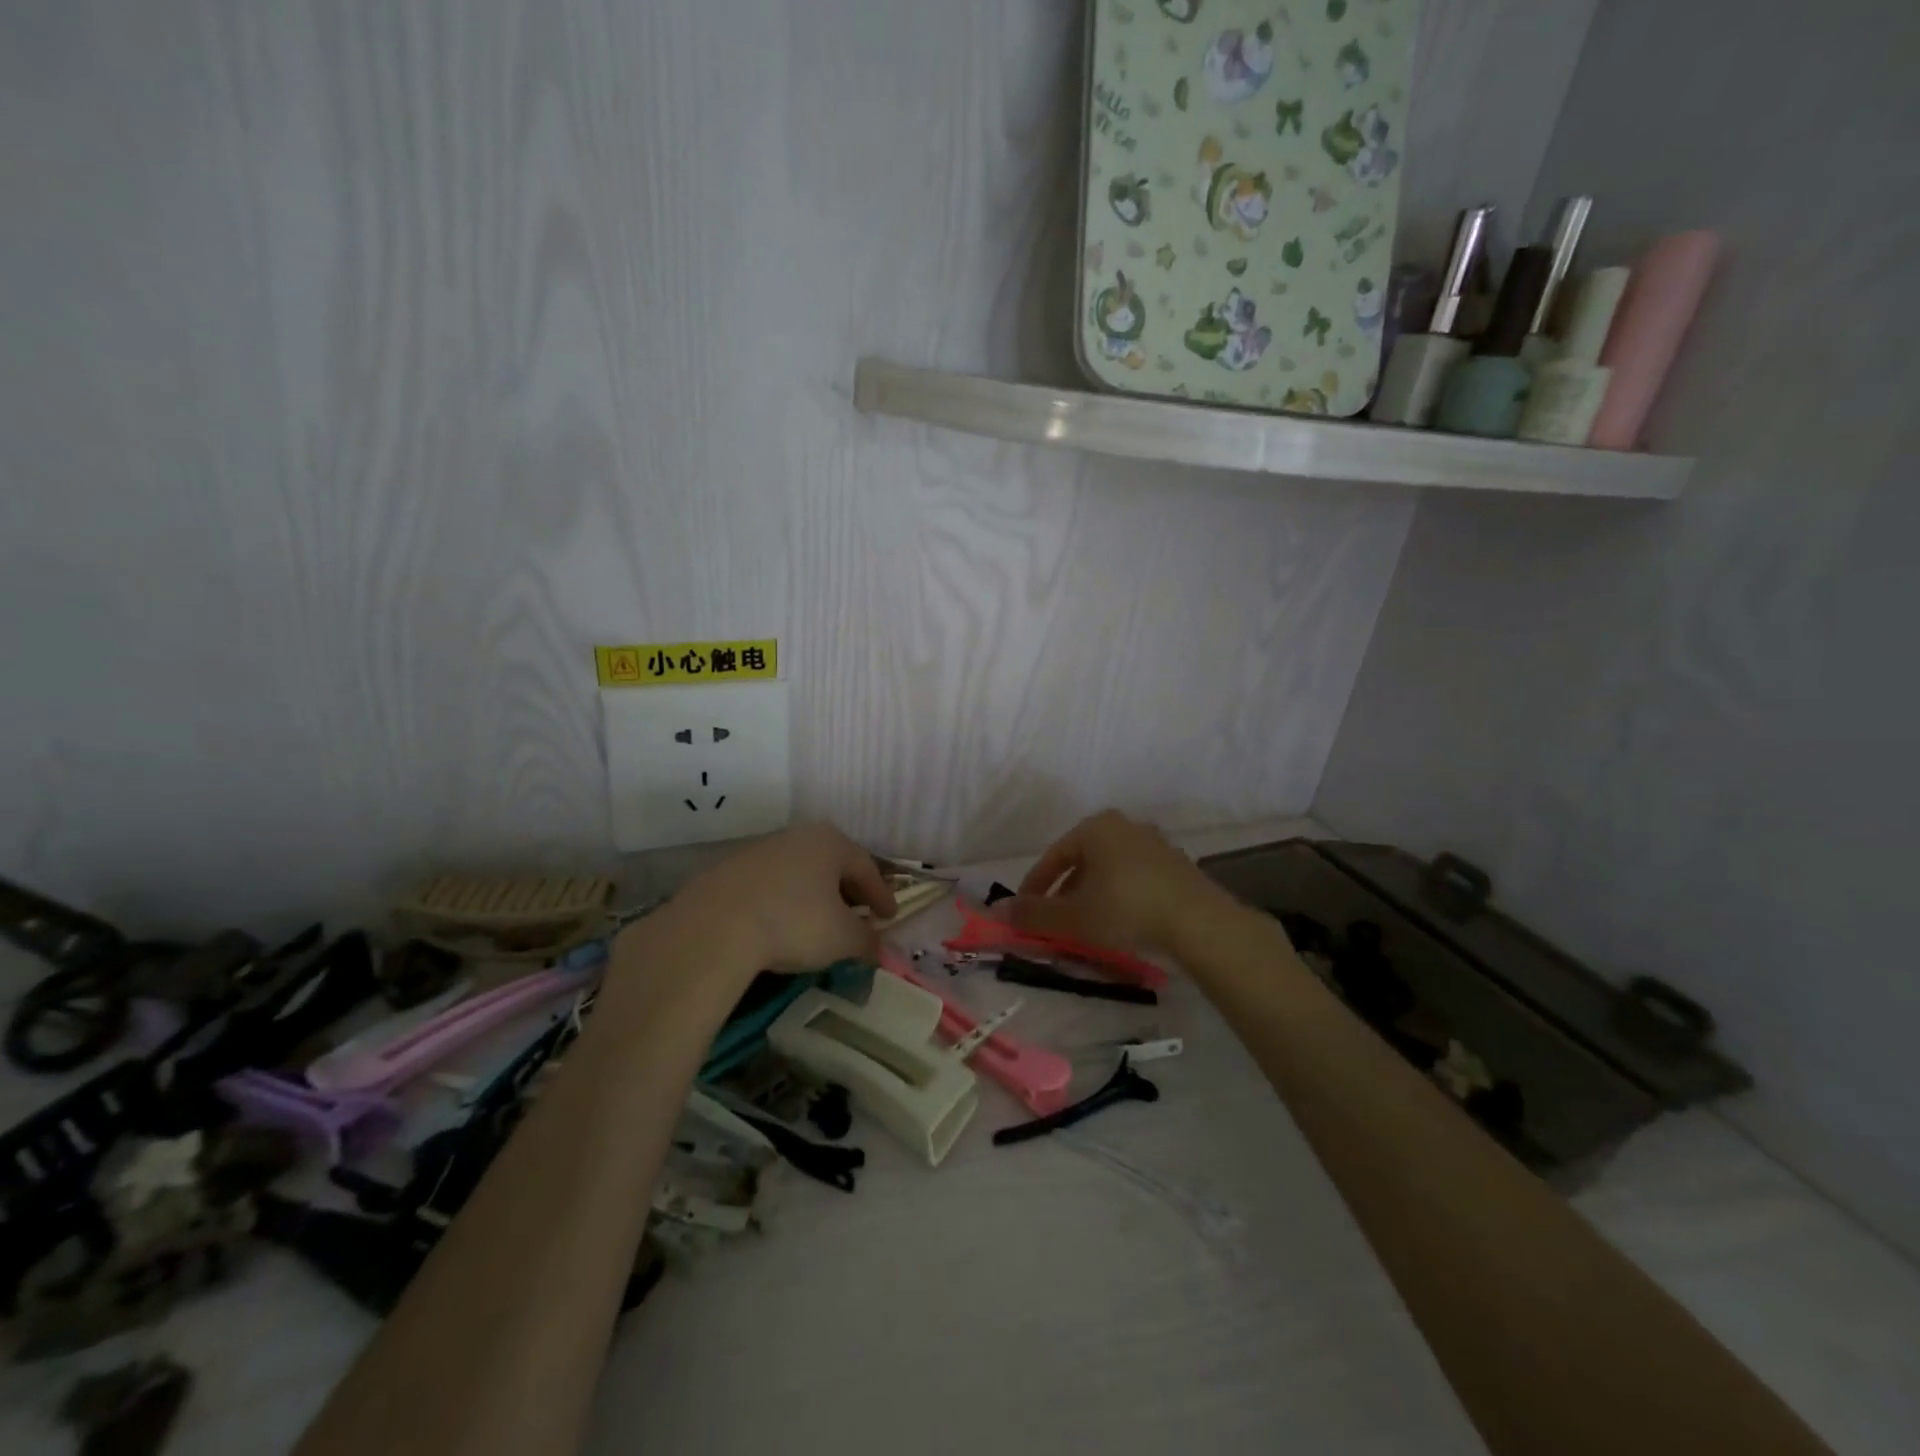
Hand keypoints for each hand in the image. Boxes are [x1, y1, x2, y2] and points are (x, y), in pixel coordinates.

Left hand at [662, 823, 896, 974]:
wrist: (715, 927)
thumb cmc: (794, 923)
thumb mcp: (842, 938)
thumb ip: (867, 941)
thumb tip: (879, 948)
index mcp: (831, 842)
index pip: (867, 867)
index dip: (882, 895)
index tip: (890, 917)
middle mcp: (797, 836)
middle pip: (833, 864)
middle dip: (849, 891)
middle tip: (859, 916)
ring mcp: (760, 850)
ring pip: (799, 872)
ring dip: (814, 895)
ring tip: (820, 922)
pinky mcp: (729, 871)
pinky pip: (770, 885)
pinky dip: (784, 901)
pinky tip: (781, 924)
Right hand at [1010, 810, 1225, 956]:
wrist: (1199, 923)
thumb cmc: (1126, 909)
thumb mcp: (1072, 916)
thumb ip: (1033, 913)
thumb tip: (997, 911)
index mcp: (1096, 827)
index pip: (1053, 856)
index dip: (1034, 886)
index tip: (1023, 912)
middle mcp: (1125, 827)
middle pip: (1082, 861)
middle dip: (1064, 892)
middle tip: (1054, 921)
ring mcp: (1155, 845)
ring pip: (1109, 871)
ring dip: (1091, 896)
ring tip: (1085, 927)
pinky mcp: (1177, 867)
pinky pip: (1134, 880)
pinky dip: (1119, 898)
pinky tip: (1119, 924)